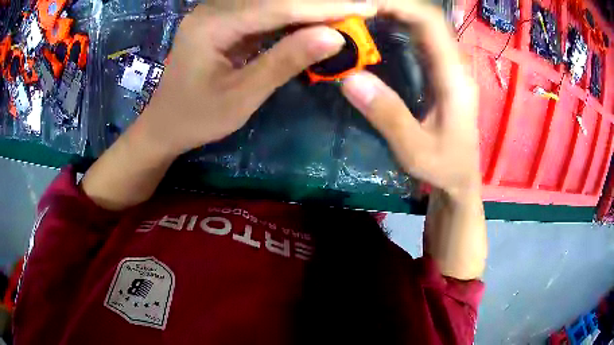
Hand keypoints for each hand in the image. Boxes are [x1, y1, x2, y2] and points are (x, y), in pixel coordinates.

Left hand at [135, 1, 376, 156]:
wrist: (164, 125)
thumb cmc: (196, 118)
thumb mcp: (241, 97)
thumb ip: (284, 62)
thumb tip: (334, 37)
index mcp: (212, 24)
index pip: (278, 6)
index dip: (324, 6)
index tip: (364, 7)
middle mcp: (214, 9)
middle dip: (321, 4)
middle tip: (360, 8)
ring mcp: (218, 13)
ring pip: (272, 2)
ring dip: (310, 9)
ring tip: (346, 15)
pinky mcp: (224, 22)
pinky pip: (264, 13)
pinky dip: (293, 17)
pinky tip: (316, 22)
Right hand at [341, 2, 480, 200]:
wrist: (461, 180)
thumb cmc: (444, 168)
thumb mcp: (415, 150)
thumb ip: (388, 115)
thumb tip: (349, 79)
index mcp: (454, 78)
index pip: (431, 24)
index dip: (400, 6)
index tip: (366, 6)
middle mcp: (454, 66)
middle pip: (428, 19)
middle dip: (393, 7)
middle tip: (357, 10)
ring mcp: (449, 69)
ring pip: (425, 27)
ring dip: (395, 15)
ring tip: (362, 16)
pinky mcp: (442, 74)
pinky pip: (421, 41)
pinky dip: (399, 29)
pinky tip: (378, 32)